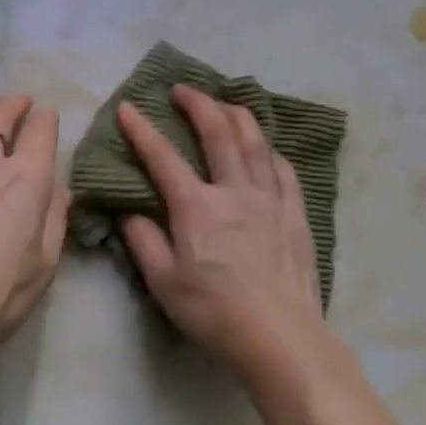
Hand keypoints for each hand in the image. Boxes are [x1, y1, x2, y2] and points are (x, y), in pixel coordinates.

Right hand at [118, 86, 325, 379]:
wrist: (280, 334)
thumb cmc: (215, 312)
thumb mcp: (164, 283)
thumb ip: (143, 241)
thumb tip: (130, 211)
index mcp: (197, 206)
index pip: (163, 157)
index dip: (142, 130)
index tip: (129, 107)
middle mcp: (234, 189)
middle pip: (217, 131)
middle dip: (198, 103)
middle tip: (183, 89)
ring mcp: (270, 197)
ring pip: (255, 140)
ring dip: (237, 114)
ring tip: (225, 103)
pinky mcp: (295, 211)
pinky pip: (284, 168)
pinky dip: (270, 149)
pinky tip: (266, 147)